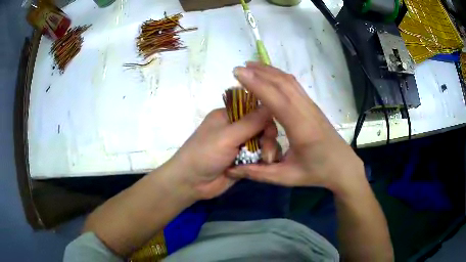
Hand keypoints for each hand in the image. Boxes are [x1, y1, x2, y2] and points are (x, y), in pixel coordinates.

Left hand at [165, 107, 277, 199]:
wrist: (192, 183)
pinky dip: (264, 161)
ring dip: (267, 151)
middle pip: (262, 127)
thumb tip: (271, 105)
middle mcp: (236, 128)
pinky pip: (261, 157)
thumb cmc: (205, 154)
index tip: (270, 131)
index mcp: (228, 116)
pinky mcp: (245, 161)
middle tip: (266, 150)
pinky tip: (265, 167)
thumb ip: (250, 122)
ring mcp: (241, 146)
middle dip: (268, 138)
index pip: (254, 109)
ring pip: (264, 143)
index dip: (265, 118)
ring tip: (265, 160)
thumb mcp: (227, 136)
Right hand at [228, 62, 364, 193]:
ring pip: (290, 81)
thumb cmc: (317, 172)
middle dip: (259, 72)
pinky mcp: (313, 106)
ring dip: (269, 71)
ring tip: (250, 66)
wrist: (343, 166)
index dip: (256, 84)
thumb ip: (259, 173)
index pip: (276, 99)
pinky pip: (294, 85)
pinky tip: (269, 76)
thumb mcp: (287, 178)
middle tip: (238, 69)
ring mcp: (311, 106)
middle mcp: (307, 111)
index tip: (238, 73)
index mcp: (301, 128)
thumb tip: (231, 170)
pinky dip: (279, 76)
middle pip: (283, 84)